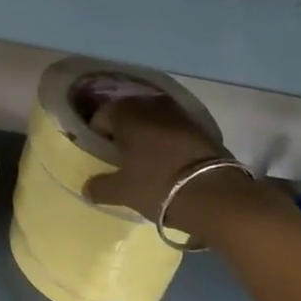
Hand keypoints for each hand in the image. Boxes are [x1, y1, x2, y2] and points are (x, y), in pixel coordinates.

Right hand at [82, 95, 232, 224]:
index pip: (103, 115)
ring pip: (154, 116)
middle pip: (129, 111)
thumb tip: (86, 188)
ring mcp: (179, 114)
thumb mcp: (123, 192)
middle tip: (122, 152)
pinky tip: (169, 158)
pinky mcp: (201, 126)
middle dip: (123, 128)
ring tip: (146, 155)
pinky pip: (175, 126)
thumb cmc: (158, 186)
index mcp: (127, 115)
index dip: (98, 132)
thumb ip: (100, 188)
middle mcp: (151, 106)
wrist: (214, 194)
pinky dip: (168, 137)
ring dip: (148, 130)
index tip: (101, 152)